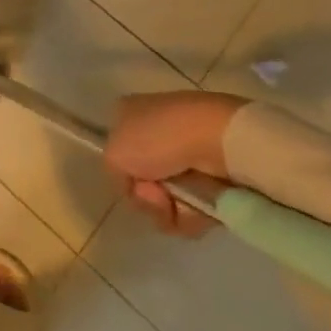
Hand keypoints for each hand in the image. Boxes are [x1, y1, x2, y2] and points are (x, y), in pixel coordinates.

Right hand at [104, 91, 248, 236]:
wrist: (216, 140)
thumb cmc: (157, 139)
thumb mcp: (114, 154)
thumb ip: (114, 173)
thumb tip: (138, 187)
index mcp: (130, 116)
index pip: (120, 156)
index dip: (124, 177)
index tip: (133, 184)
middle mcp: (157, 132)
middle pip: (144, 183)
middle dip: (148, 199)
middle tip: (158, 196)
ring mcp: (187, 153)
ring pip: (169, 200)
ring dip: (171, 211)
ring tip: (182, 204)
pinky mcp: (214, 175)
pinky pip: (196, 206)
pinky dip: (195, 215)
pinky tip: (199, 207)